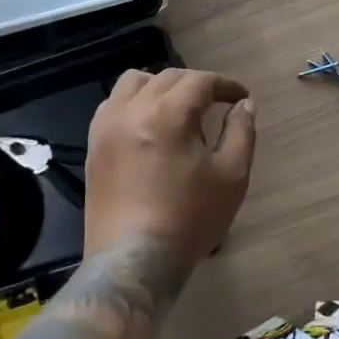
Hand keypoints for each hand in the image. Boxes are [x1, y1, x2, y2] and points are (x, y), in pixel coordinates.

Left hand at [84, 68, 257, 266]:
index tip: (241, 97)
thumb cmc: (188, 219)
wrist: (133, 260)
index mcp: (169, 114)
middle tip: (215, 103)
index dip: (225, 85)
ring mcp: (108, 125)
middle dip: (196, 84)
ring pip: (134, 82)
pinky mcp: (93, 144)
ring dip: (160, 85)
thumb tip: (244, 105)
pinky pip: (112, 104)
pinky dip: (133, 102)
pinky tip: (146, 124)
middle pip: (168, 77)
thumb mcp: (231, 177)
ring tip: (176, 107)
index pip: (201, 81)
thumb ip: (241, 132)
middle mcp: (133, 109)